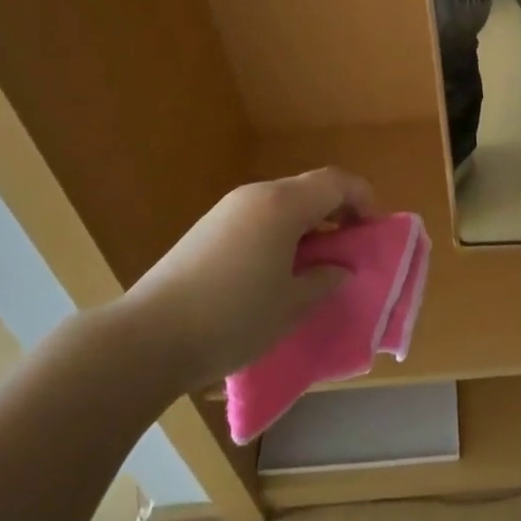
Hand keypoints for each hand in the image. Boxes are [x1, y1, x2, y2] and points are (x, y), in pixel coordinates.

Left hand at [119, 168, 372, 387]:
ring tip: (312, 267)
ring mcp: (225, 211)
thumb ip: (325, 280)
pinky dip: (278, 234)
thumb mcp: (292, 305)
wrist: (147, 338)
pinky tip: (273, 273)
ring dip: (306, 226)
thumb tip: (339, 268)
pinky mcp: (205, 230)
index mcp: (282, 205)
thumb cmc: (233, 318)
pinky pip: (256, 219)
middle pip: (308, 189)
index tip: (372, 231)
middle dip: (335, 214)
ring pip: (281, 204)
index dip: (363, 198)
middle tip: (347, 251)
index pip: (336, 182)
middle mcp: (255, 195)